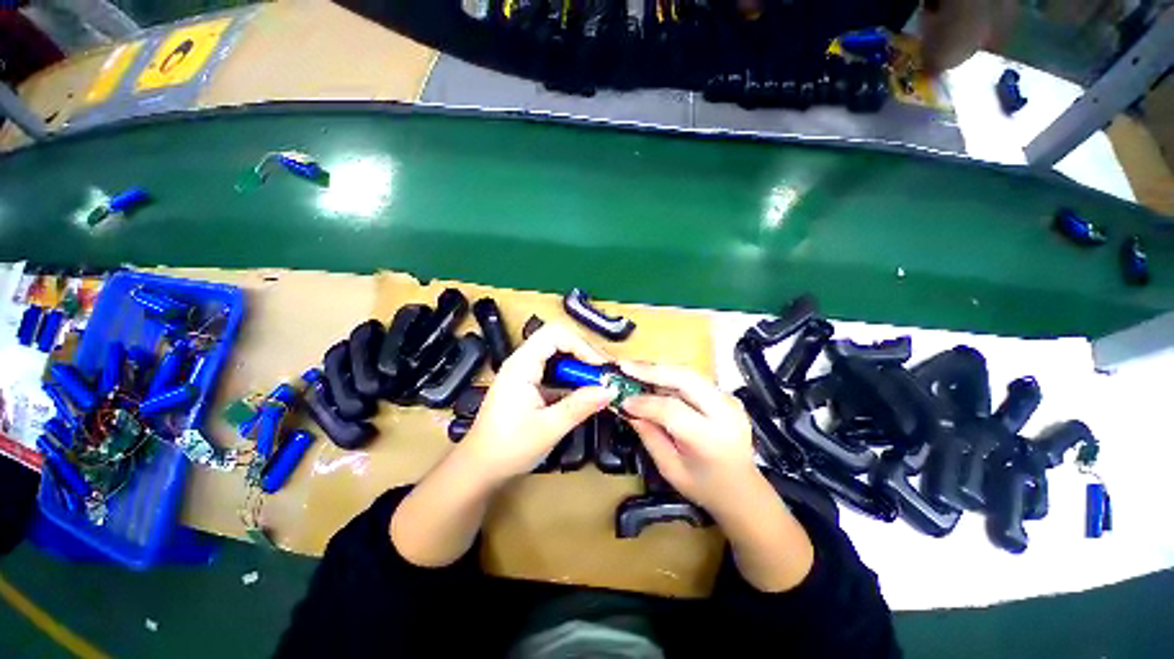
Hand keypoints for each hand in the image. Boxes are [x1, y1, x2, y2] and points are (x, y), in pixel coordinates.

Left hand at [460, 324, 613, 483]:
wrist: (479, 468)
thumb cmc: (508, 448)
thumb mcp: (549, 428)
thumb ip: (581, 406)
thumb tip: (610, 390)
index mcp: (522, 365)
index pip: (555, 334)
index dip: (581, 345)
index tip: (600, 367)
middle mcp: (522, 362)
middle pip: (557, 340)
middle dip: (584, 352)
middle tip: (604, 372)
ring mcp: (524, 372)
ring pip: (557, 355)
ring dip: (579, 365)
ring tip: (598, 381)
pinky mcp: (527, 384)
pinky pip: (553, 370)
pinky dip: (571, 377)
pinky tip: (583, 392)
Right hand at [619, 361, 759, 517]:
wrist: (743, 490)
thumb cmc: (704, 486)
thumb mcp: (670, 468)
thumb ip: (649, 435)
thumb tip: (627, 408)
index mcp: (711, 439)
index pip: (673, 410)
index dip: (645, 403)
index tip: (623, 401)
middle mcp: (725, 413)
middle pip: (686, 379)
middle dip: (652, 370)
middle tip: (625, 367)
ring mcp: (729, 400)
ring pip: (689, 373)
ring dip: (659, 370)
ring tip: (634, 369)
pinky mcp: (726, 395)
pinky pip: (694, 379)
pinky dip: (670, 376)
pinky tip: (652, 379)